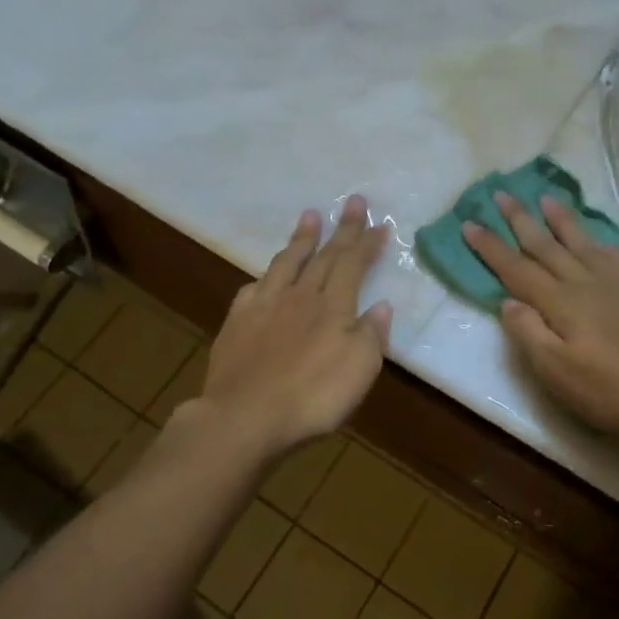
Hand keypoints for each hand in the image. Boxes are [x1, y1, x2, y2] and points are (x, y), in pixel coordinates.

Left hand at [197, 196, 391, 460]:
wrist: (244, 417)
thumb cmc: (312, 398)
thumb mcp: (359, 371)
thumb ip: (372, 336)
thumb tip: (381, 305)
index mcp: (333, 307)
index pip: (353, 265)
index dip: (367, 244)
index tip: (380, 224)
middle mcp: (300, 297)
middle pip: (325, 255)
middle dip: (342, 229)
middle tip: (353, 201)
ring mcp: (265, 306)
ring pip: (287, 263)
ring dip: (302, 239)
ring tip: (310, 216)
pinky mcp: (237, 322)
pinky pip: (254, 288)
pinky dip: (266, 276)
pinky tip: (266, 275)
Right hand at [463, 193, 618, 456]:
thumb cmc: (606, 393)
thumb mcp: (555, 373)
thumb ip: (528, 333)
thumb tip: (508, 301)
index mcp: (561, 303)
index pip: (516, 268)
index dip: (491, 247)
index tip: (469, 223)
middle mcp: (587, 283)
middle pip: (546, 246)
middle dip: (521, 220)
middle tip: (502, 194)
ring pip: (582, 243)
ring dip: (560, 221)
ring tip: (546, 199)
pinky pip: (615, 256)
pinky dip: (598, 242)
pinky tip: (596, 240)